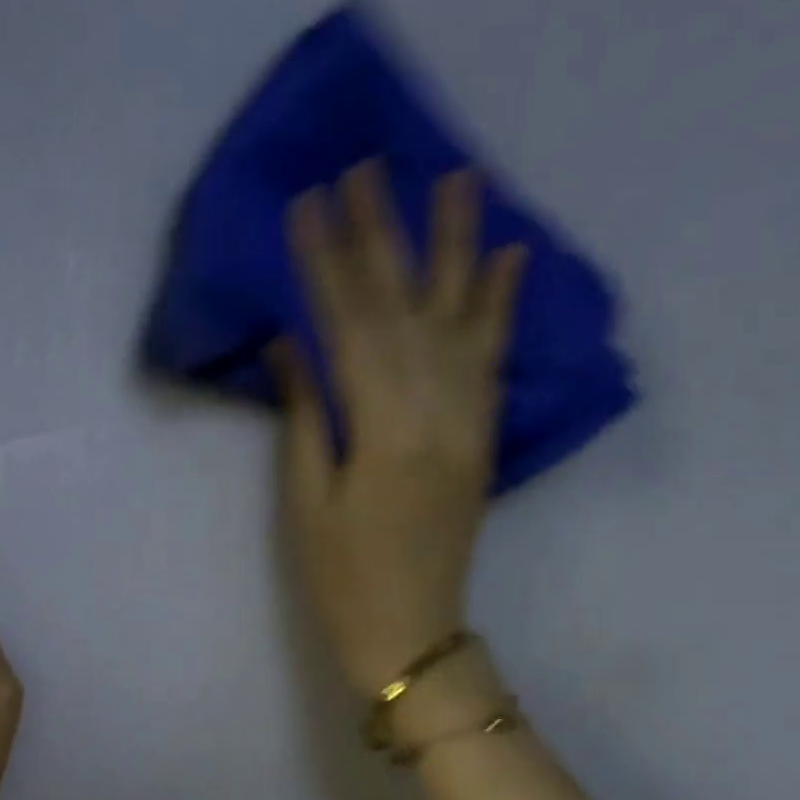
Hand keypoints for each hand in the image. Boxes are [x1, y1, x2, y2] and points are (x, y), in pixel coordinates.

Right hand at [275, 163, 525, 695]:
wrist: (411, 634)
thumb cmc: (340, 577)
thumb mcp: (304, 502)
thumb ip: (304, 415)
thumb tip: (290, 342)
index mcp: (382, 429)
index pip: (349, 325)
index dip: (325, 262)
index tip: (308, 201)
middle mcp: (435, 410)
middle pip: (405, 306)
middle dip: (381, 233)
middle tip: (365, 166)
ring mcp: (469, 420)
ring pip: (461, 316)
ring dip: (455, 244)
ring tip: (455, 175)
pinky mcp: (482, 435)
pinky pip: (495, 358)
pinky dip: (502, 303)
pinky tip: (508, 255)